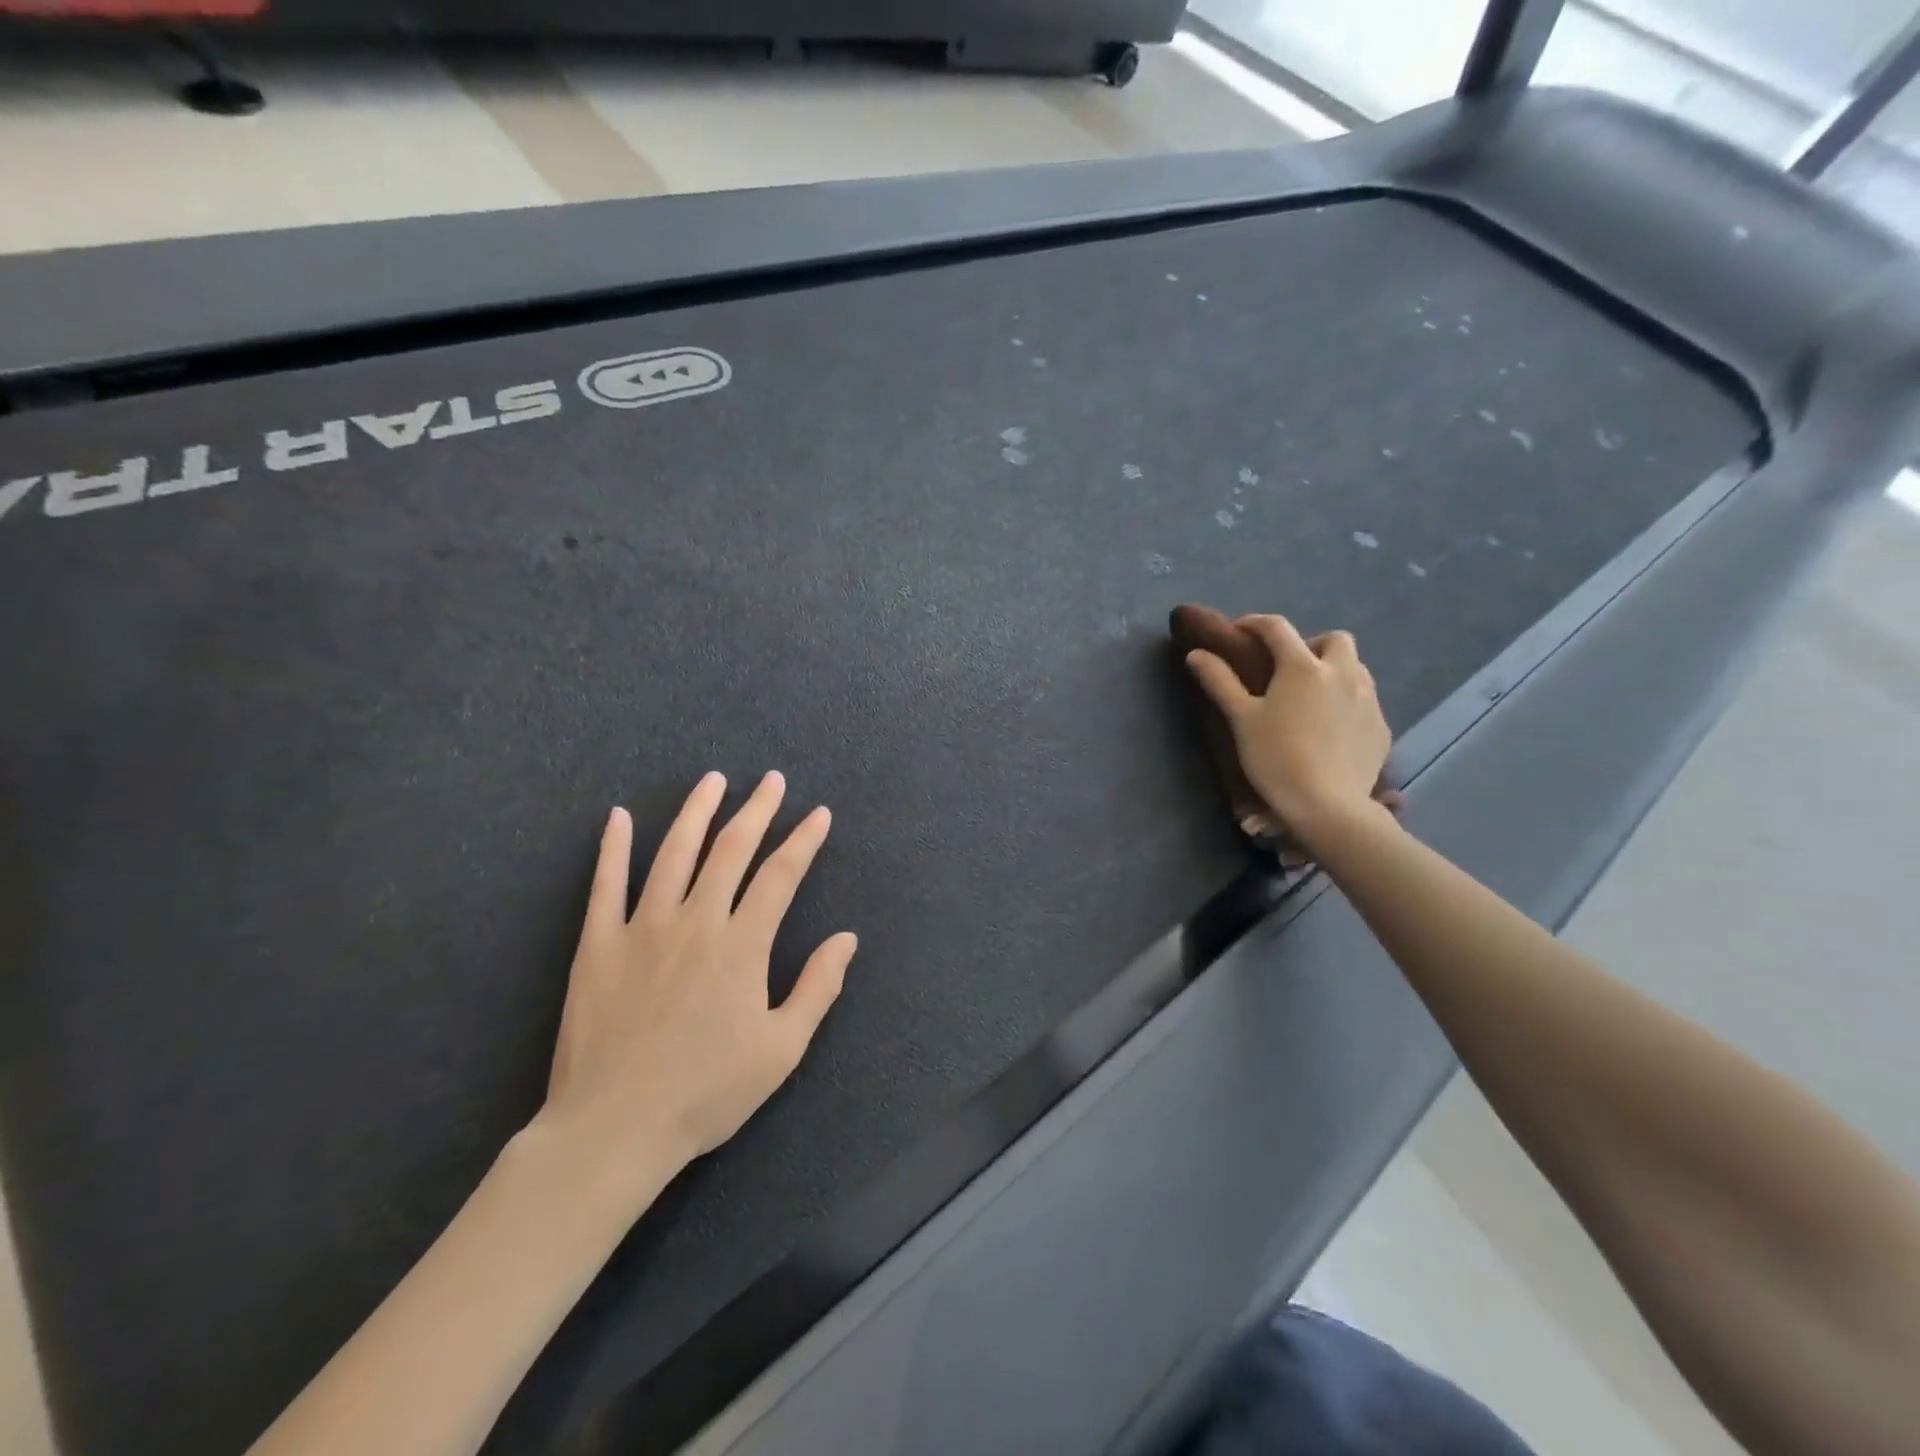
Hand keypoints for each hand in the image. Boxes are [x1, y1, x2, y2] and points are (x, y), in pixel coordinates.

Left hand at [535, 771, 856, 1186]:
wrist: (614, 1129)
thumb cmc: (707, 1092)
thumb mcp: (781, 1050)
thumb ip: (817, 987)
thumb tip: (846, 938)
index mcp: (742, 945)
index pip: (780, 876)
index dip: (803, 841)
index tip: (818, 814)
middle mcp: (695, 921)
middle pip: (731, 850)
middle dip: (756, 810)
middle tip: (771, 780)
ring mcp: (642, 927)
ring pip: (673, 853)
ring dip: (696, 812)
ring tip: (712, 780)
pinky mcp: (598, 943)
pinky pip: (605, 884)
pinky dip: (612, 847)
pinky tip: (617, 817)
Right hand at [1185, 616, 1393, 843]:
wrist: (1327, 805)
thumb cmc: (1276, 757)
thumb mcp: (1242, 719)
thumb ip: (1220, 681)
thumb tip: (1196, 653)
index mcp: (1303, 666)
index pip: (1277, 628)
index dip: (1254, 624)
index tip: (1238, 632)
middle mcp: (1342, 673)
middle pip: (1334, 639)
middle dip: (1310, 644)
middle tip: (1287, 668)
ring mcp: (1368, 699)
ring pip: (1355, 668)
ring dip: (1333, 670)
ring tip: (1311, 697)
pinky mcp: (1381, 727)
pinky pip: (1365, 700)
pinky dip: (1347, 701)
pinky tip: (1330, 727)